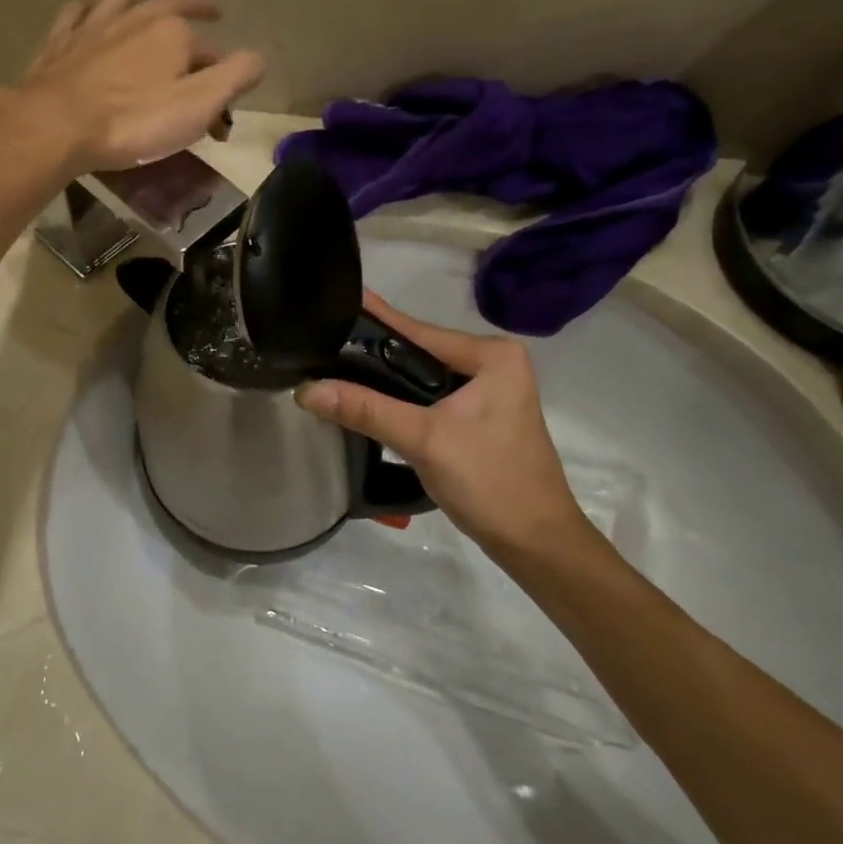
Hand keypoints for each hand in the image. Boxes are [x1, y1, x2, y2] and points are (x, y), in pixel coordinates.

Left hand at [12, 0, 263, 172]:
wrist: (58, 125)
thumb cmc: (134, 121)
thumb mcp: (199, 105)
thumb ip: (235, 77)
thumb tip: (257, 58)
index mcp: (174, 33)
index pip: (210, 52)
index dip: (221, 78)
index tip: (221, 115)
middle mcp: (136, 18)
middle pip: (172, 6)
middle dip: (195, 5)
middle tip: (211, 9)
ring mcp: (95, 27)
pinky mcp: (62, 43)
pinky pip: (76, 13)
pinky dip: (86, 6)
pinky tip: (87, 4)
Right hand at [297, 293, 591, 561]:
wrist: (536, 544)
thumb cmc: (490, 482)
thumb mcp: (423, 439)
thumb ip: (365, 409)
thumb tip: (306, 389)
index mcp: (493, 355)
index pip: (418, 330)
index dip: (373, 319)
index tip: (335, 299)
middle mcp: (494, 363)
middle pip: (419, 350)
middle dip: (373, 350)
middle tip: (321, 338)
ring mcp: (489, 390)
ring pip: (422, 375)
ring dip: (384, 376)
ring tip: (332, 363)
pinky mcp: (480, 415)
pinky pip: (430, 395)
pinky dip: (400, 397)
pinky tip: (366, 397)